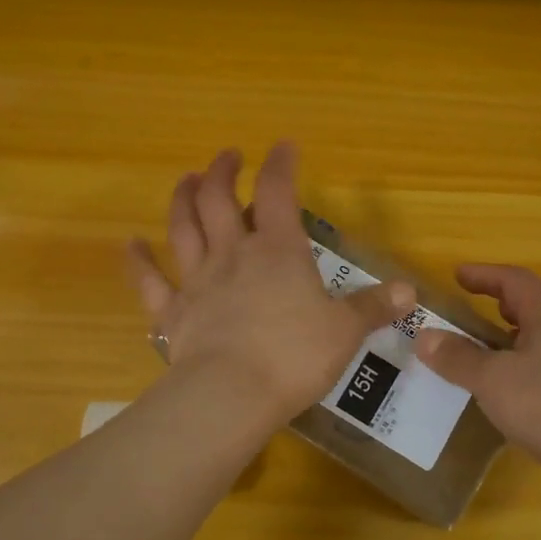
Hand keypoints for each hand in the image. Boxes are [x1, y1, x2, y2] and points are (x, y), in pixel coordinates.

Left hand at [127, 143, 415, 424]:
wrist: (231, 394)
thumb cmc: (294, 356)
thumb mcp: (345, 331)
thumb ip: (373, 307)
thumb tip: (410, 292)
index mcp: (278, 251)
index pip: (280, 193)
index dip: (282, 164)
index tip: (285, 146)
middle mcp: (234, 255)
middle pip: (219, 200)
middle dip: (223, 172)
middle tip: (227, 156)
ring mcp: (198, 282)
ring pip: (183, 228)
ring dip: (182, 199)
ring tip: (186, 180)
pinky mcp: (173, 313)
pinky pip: (149, 281)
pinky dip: (137, 261)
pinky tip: (130, 244)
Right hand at [416, 264, 540, 474]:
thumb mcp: (492, 378)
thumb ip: (457, 356)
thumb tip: (424, 336)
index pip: (515, 280)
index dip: (484, 275)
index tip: (457, 275)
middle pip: (532, 307)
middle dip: (499, 306)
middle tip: (469, 311)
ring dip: (509, 341)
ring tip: (480, 353)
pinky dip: (521, 370)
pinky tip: (504, 392)